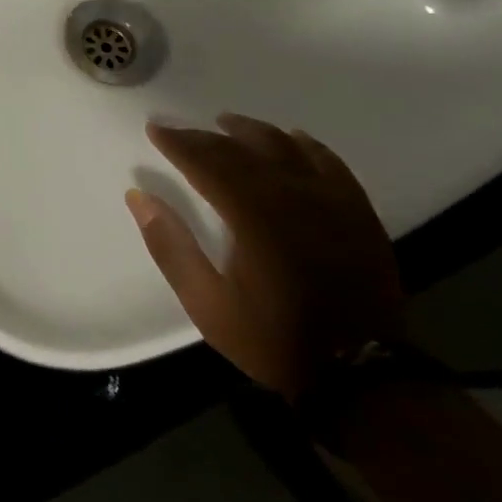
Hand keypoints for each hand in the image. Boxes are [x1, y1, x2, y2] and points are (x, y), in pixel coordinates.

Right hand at [125, 114, 403, 401]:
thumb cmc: (275, 339)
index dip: (178, 142)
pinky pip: (331, 163)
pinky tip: (292, 140)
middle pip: (243, 150)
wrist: (363, 377)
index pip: (208, 162)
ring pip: (287, 148)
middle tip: (181, 131)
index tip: (155, 129)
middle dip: (206, 136)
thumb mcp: (207, 304)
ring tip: (228, 124)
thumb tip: (137, 196)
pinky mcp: (360, 215)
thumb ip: (170, 246)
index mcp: (254, 217)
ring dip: (253, 132)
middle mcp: (294, 199)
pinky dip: (306, 145)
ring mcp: (333, 204)